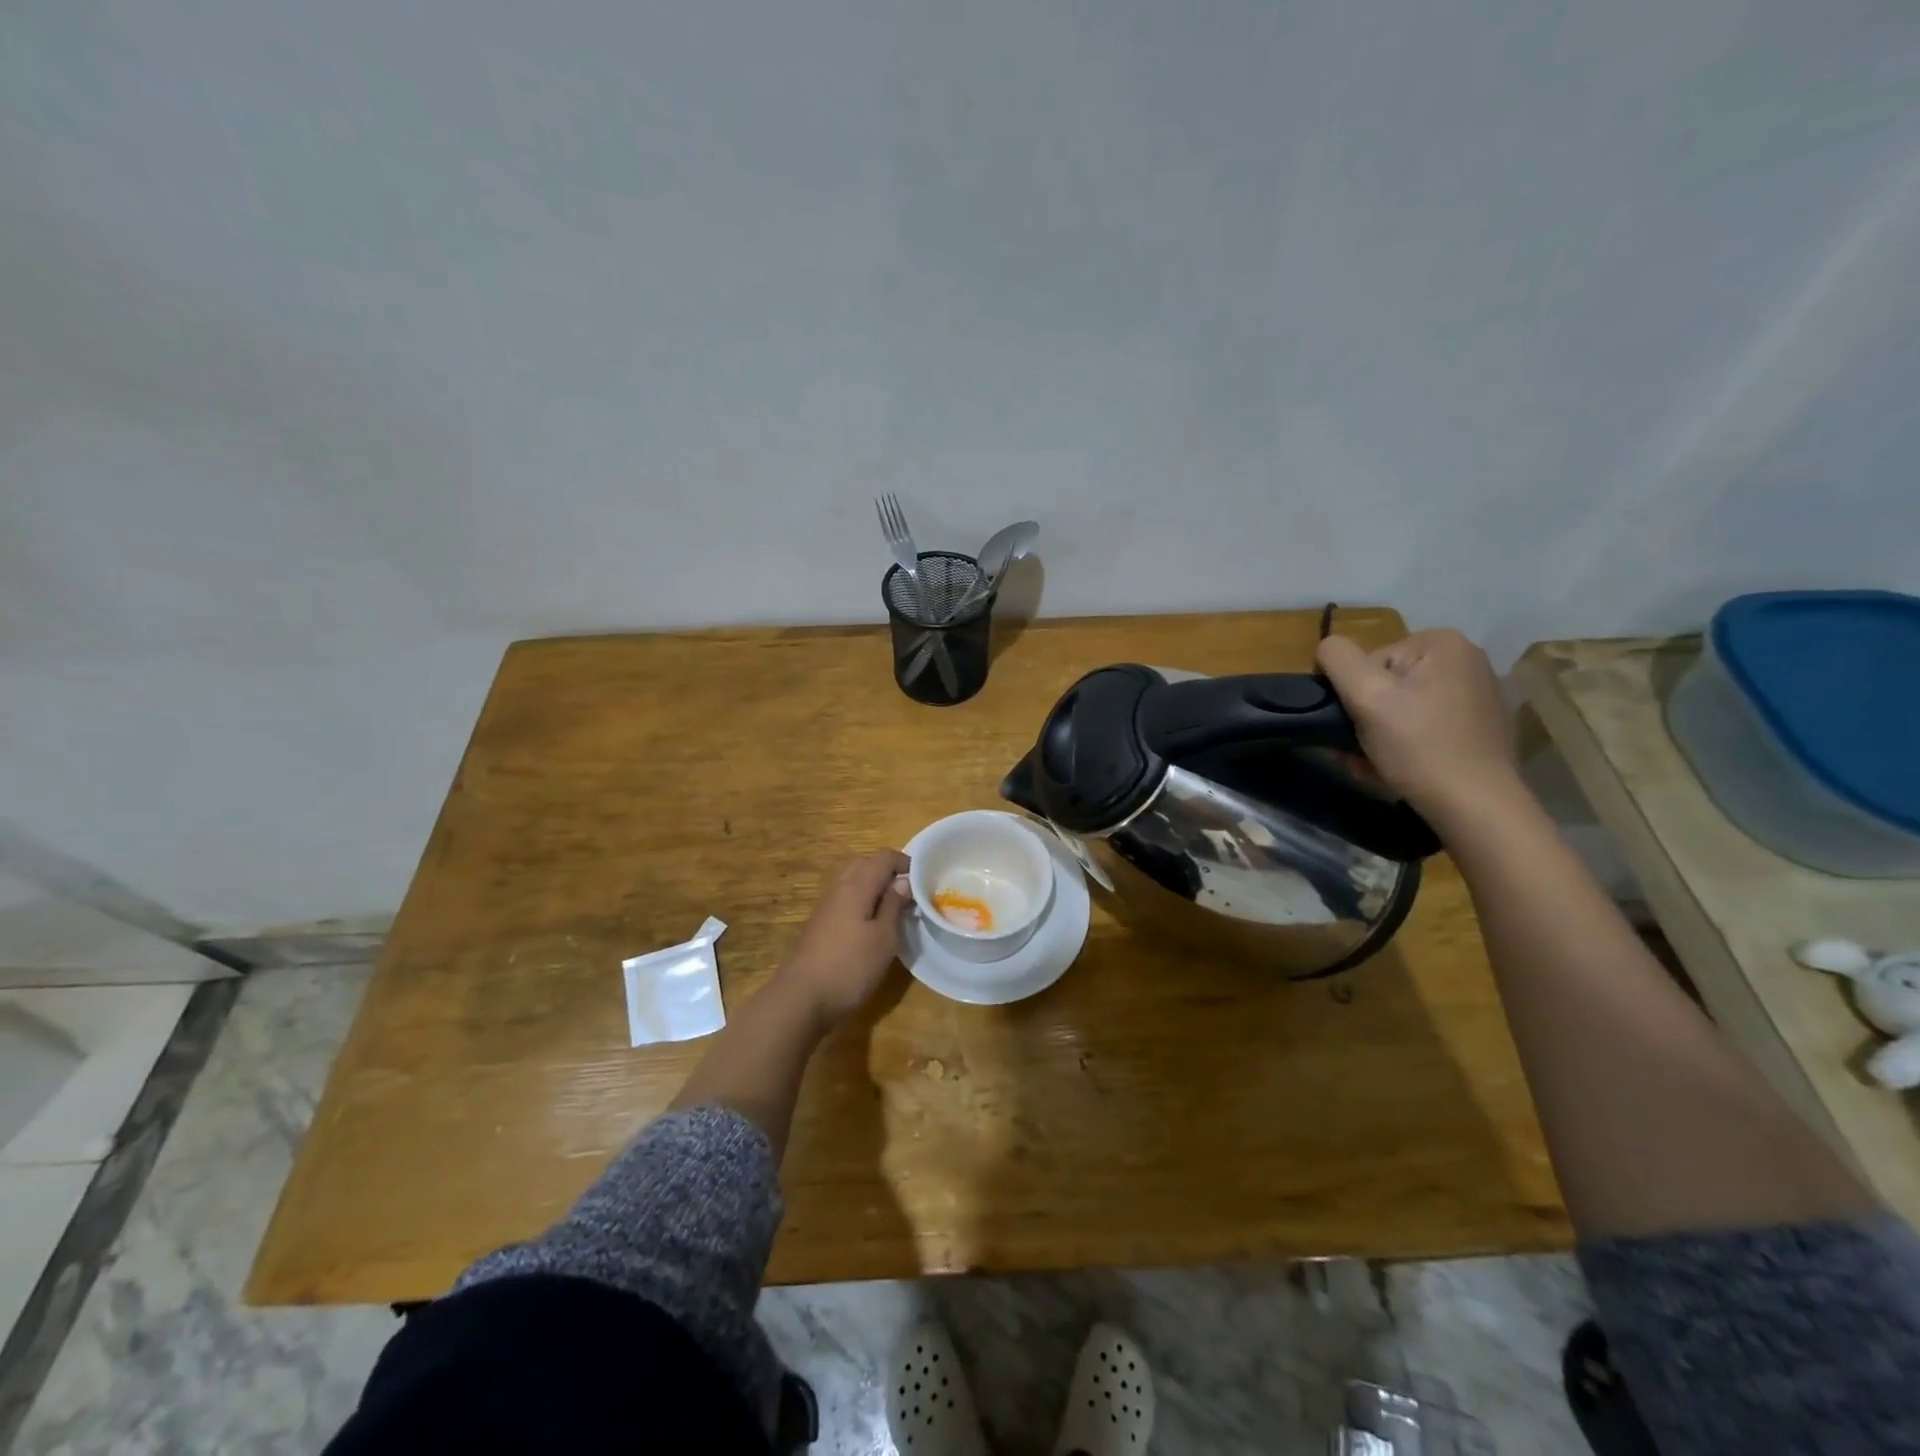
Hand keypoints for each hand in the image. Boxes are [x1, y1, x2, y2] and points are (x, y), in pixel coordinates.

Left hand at [772, 849, 911, 1030]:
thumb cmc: (850, 966)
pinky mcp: (820, 923)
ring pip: (853, 881)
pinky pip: (845, 898)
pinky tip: (871, 926)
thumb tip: (903, 881)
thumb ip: (894, 905)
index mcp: (857, 885)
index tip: (923, 882)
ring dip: (875, 887)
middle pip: (866, 864)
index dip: (905, 863)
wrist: (801, 997)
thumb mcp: (884, 938)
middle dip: (889, 872)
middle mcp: (839, 887)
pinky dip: (862, 901)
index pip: (884, 857)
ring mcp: (826, 905)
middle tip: (909, 894)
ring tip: (894, 910)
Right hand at [1315, 629, 1523, 826]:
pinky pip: (1426, 724)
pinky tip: (1399, 766)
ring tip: (1373, 763)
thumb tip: (1327, 648)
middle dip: (1366, 717)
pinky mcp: (1481, 725)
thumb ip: (1338, 659)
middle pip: (1387, 683)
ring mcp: (1478, 692)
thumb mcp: (1366, 696)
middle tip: (1356, 752)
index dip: (1353, 694)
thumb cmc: (1418, 746)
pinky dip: (1406, 742)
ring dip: (1379, 734)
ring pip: (1403, 706)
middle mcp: (1467, 659)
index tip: (1355, 726)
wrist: (1475, 805)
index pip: (1369, 661)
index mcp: (1442, 643)